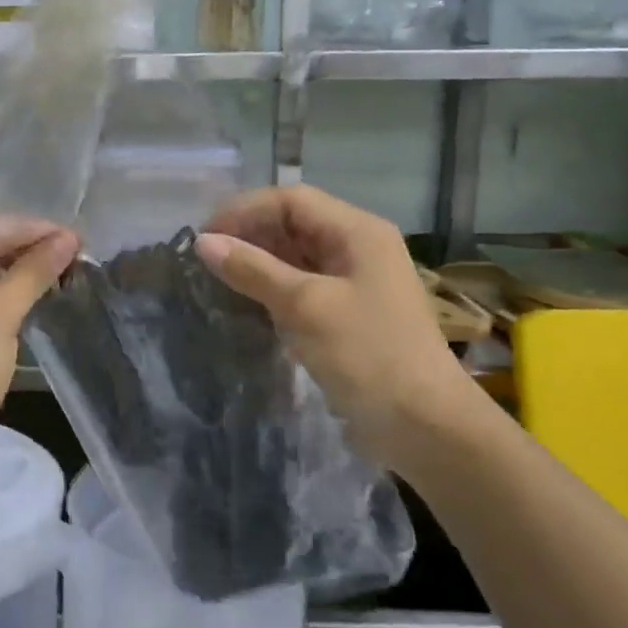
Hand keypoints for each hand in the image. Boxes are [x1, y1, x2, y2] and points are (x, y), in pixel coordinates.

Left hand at [0, 226, 78, 481]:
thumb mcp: (0, 314)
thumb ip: (34, 272)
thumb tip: (68, 238)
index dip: (39, 231)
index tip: (81, 238)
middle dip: (31, 254)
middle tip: (77, 258)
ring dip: (21, 279)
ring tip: (63, 278)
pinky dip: (6, 303)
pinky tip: (33, 305)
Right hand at [195, 186, 484, 463]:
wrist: (424, 426)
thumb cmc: (367, 355)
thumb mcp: (305, 306)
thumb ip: (253, 269)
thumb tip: (203, 242)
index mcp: (358, 232)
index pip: (292, 201)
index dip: (245, 211)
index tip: (204, 237)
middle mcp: (358, 248)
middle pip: (295, 225)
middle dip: (249, 235)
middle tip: (206, 260)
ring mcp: (355, 283)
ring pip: (296, 257)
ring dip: (258, 263)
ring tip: (217, 279)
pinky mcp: (348, 314)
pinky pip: (303, 287)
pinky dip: (273, 289)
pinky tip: (246, 303)